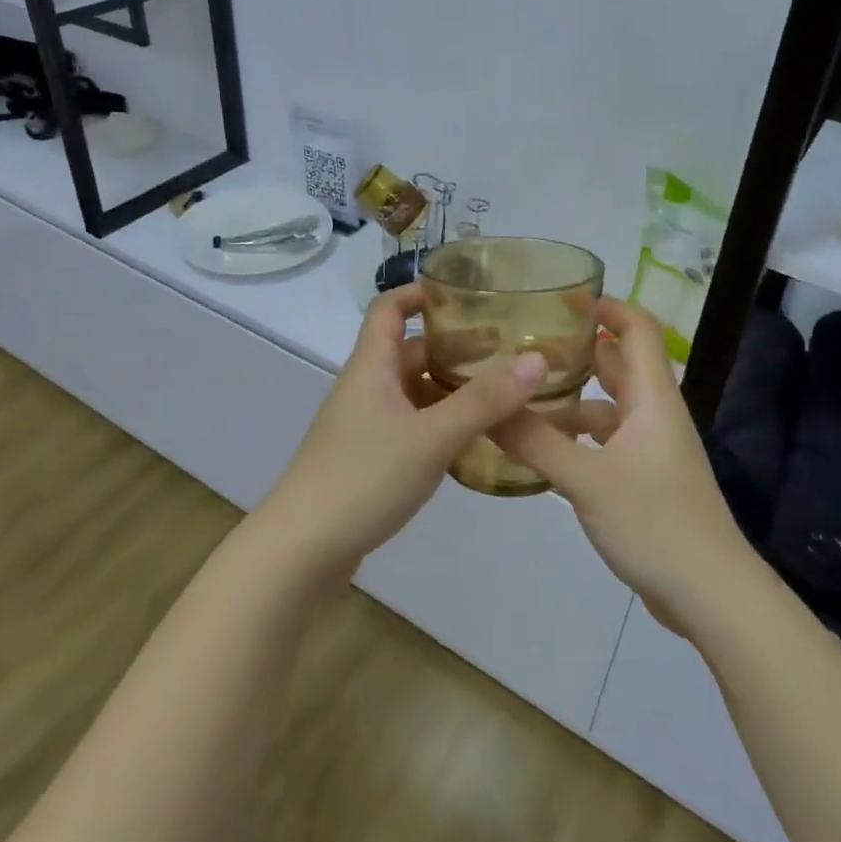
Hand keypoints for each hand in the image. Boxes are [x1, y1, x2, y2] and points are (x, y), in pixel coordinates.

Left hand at [254, 283, 548, 581]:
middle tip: (505, 354)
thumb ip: (484, 400)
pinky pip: (409, 427)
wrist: (303, 548)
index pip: (388, 309)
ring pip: (411, 393)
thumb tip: (537, 359)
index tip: (465, 294)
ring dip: (449, 391)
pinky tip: (470, 444)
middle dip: (452, 349)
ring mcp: (362, 426)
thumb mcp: (432, 435)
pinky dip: (438, 425)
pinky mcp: (366, 460)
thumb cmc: (364, 477)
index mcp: (370, 367)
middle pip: (408, 352)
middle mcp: (364, 388)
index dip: (420, 293)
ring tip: (500, 398)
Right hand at [492, 299, 750, 631]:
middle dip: (576, 348)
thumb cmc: (656, 524)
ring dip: (569, 397)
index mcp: (652, 399)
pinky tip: (539, 447)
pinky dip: (574, 436)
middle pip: (617, 364)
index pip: (637, 329)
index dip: (605, 306)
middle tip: (522, 342)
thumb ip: (535, 442)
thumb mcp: (587, 481)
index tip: (558, 296)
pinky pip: (603, 442)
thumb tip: (485, 406)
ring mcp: (650, 449)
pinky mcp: (642, 480)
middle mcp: (653, 415)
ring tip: (519, 393)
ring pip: (606, 407)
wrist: (711, 596)